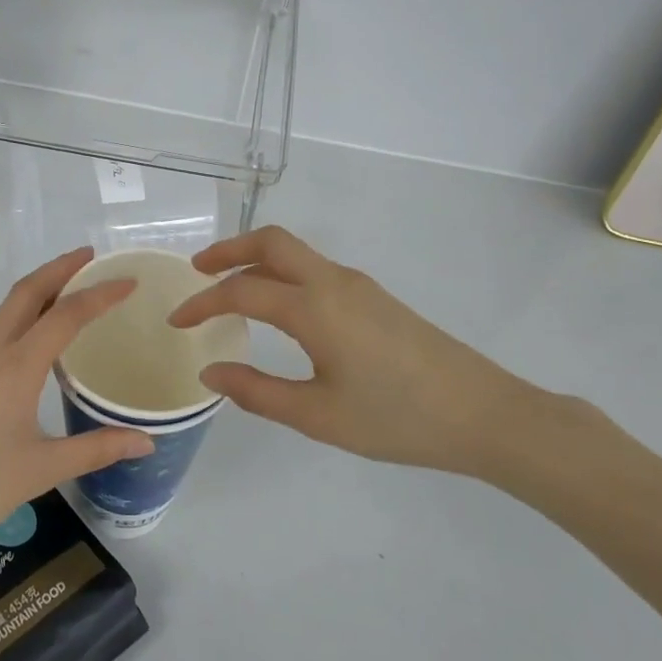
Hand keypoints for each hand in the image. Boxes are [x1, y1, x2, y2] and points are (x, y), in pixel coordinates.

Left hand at [0, 248, 154, 562]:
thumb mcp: (41, 470)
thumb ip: (96, 449)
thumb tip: (147, 442)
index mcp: (15, 367)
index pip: (66, 315)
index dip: (100, 294)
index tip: (127, 280)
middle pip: (26, 292)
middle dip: (60, 268)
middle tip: (91, 258)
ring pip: (4, 313)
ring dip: (37, 295)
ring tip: (67, 300)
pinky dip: (16, 324)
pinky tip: (26, 354)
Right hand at [166, 226, 562, 477]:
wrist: (484, 413)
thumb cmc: (397, 418)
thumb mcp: (318, 415)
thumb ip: (257, 391)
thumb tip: (210, 371)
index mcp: (314, 308)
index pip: (242, 291)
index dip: (203, 302)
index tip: (177, 321)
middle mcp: (332, 282)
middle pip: (271, 242)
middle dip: (228, 249)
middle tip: (197, 271)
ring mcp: (357, 284)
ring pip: (295, 251)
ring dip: (255, 259)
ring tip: (229, 287)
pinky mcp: (373, 296)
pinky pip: (314, 268)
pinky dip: (281, 272)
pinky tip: (278, 307)